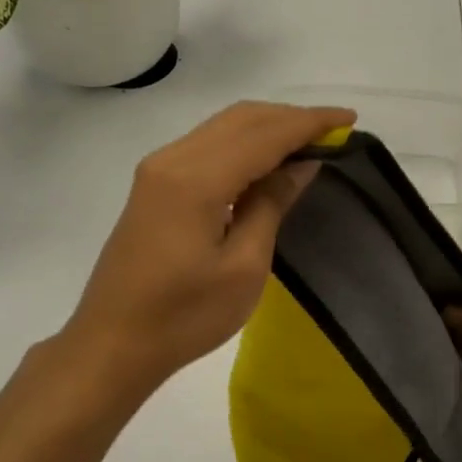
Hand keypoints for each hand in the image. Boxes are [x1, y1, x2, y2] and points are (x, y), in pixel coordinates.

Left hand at [57, 101, 353, 400]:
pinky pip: (207, 145)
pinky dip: (244, 142)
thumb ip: (271, 204)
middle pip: (241, 118)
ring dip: (267, 127)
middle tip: (334, 131)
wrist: (113, 344)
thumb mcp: (244, 267)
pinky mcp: (153, 184)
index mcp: (196, 180)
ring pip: (222, 127)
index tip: (349, 118)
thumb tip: (301, 162)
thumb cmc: (185, 316)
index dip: (310, 123)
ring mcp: (157, 169)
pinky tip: (266, 161)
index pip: (264, 134)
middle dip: (290, 118)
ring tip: (308, 141)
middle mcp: (173, 159)